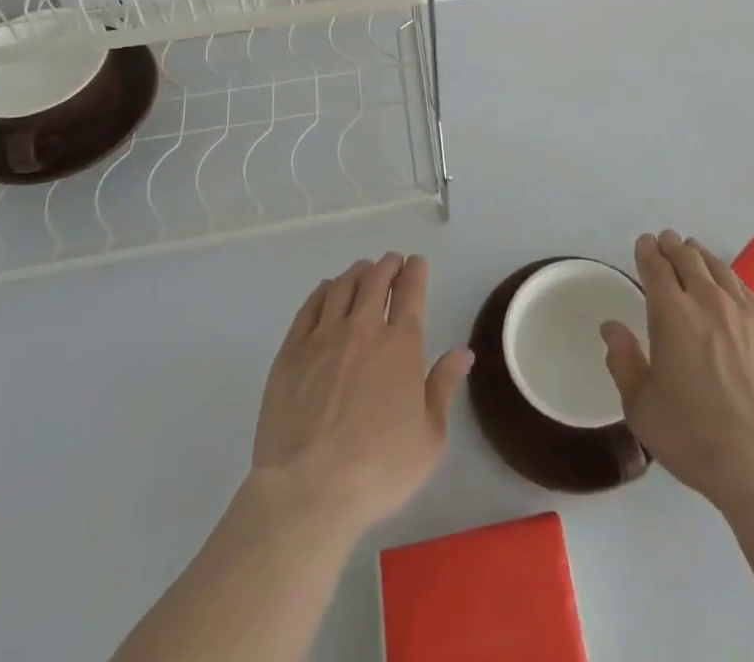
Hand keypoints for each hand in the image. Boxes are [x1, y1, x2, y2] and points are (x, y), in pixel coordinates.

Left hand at [251, 253, 472, 533]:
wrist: (308, 491)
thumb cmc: (379, 469)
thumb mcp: (430, 439)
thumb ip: (444, 387)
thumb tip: (463, 353)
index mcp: (401, 344)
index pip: (411, 289)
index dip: (416, 270)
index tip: (417, 264)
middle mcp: (363, 329)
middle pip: (376, 279)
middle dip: (388, 265)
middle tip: (392, 262)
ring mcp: (323, 338)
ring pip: (342, 286)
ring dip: (357, 272)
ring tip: (363, 271)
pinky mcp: (291, 353)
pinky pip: (309, 307)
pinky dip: (323, 291)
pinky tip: (326, 290)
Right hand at [602, 230, 753, 512]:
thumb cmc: (694, 437)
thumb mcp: (641, 407)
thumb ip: (624, 361)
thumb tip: (611, 327)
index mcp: (671, 314)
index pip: (656, 267)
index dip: (648, 251)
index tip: (644, 243)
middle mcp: (707, 301)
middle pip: (689, 259)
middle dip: (673, 246)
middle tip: (666, 241)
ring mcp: (744, 314)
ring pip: (719, 269)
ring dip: (702, 256)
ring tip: (694, 252)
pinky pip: (746, 290)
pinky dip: (730, 278)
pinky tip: (729, 284)